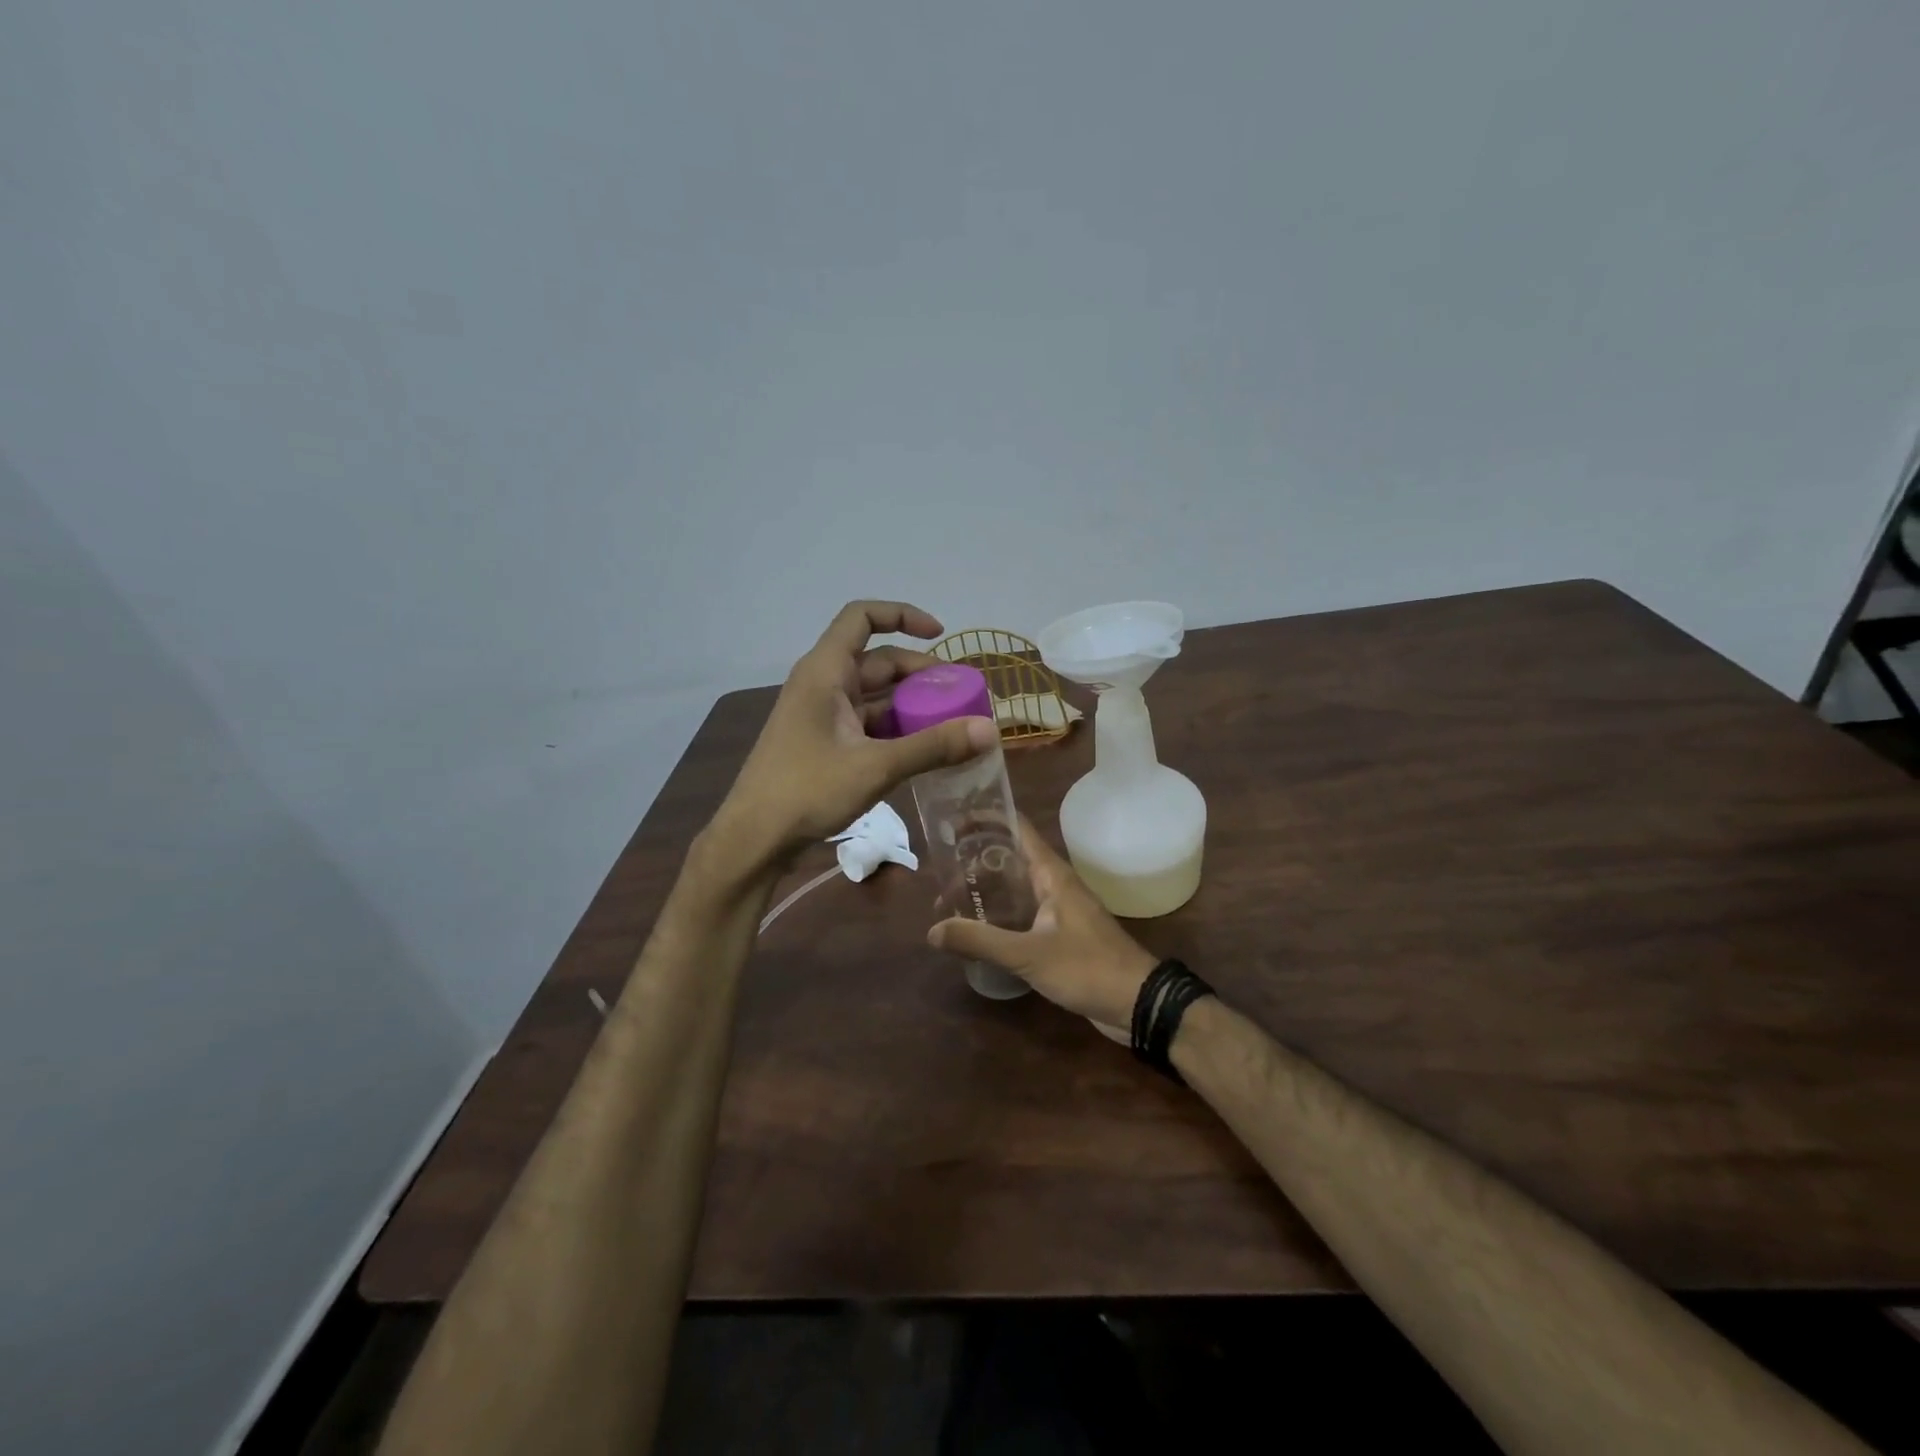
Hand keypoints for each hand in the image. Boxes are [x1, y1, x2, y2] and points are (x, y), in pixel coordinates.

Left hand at [712, 601, 998, 870]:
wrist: (754, 838)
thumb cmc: (807, 790)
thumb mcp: (876, 767)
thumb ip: (933, 746)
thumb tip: (990, 729)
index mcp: (826, 672)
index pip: (862, 617)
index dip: (902, 615)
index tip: (940, 635)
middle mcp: (822, 684)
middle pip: (878, 660)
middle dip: (920, 673)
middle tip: (961, 695)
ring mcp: (821, 715)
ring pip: (874, 695)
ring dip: (911, 703)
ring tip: (951, 722)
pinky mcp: (823, 742)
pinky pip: (866, 722)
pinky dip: (895, 728)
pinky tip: (923, 749)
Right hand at [929, 818, 1156, 1029]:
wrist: (1137, 1003)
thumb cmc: (1087, 967)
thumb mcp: (1028, 954)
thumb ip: (980, 941)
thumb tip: (932, 930)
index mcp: (1052, 874)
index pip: (1017, 829)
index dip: (986, 819)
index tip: (952, 821)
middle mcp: (1055, 884)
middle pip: (1010, 858)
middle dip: (976, 861)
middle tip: (940, 870)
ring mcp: (1059, 910)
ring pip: (1015, 888)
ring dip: (986, 891)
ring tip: (950, 901)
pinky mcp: (1060, 935)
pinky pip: (1023, 914)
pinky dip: (999, 916)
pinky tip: (978, 931)